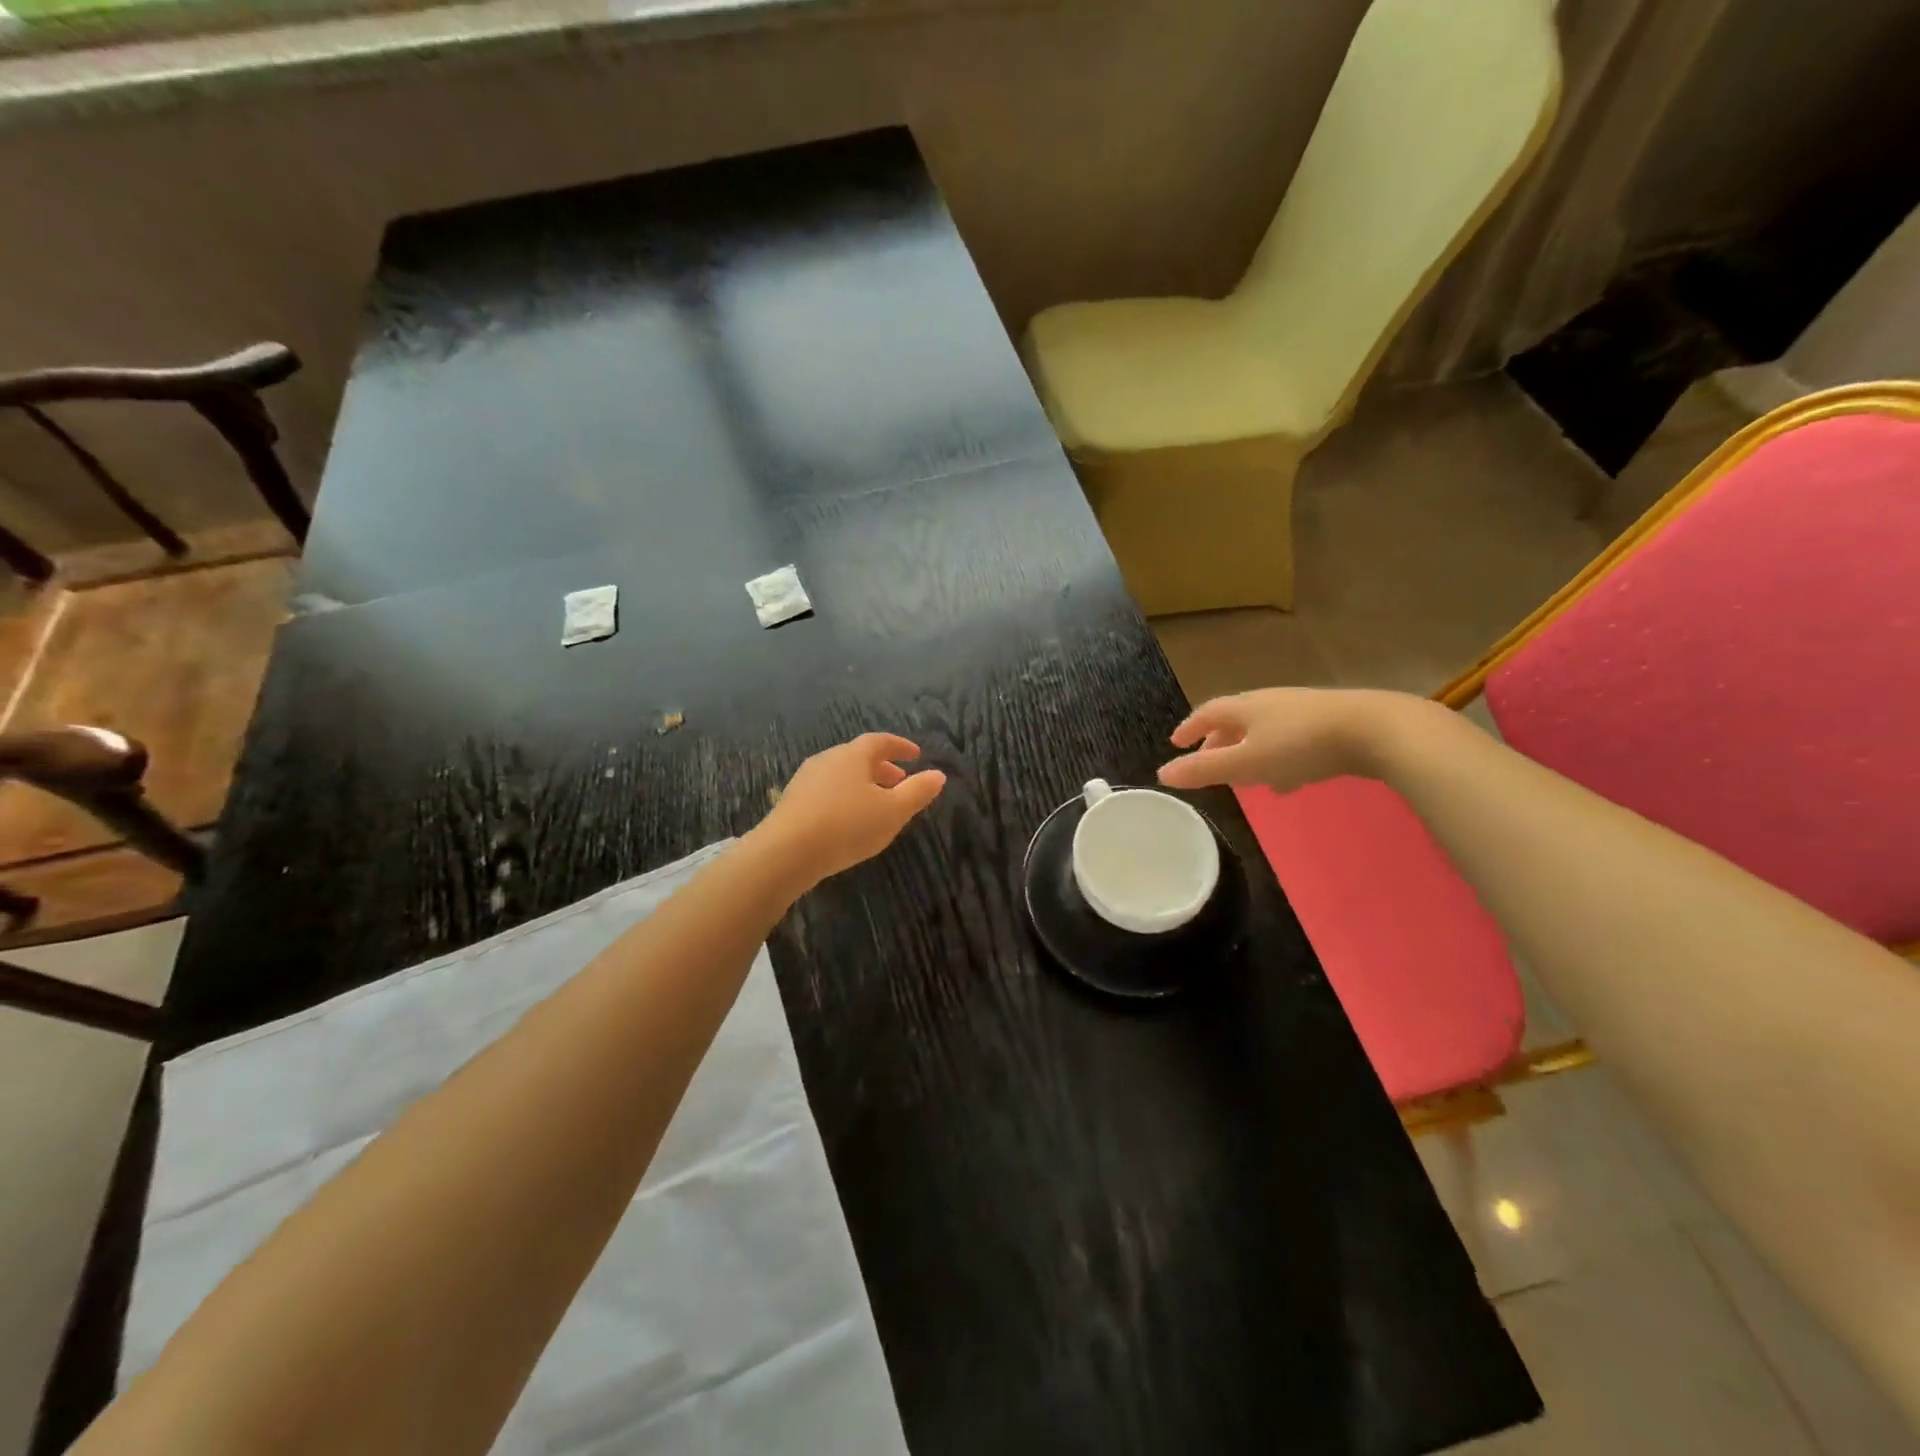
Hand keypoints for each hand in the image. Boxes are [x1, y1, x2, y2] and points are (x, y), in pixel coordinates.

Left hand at [757, 734, 946, 888]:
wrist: (787, 852)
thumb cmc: (848, 826)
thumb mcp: (892, 811)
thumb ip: (917, 792)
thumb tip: (938, 774)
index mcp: (853, 755)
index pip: (880, 741)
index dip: (900, 746)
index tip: (916, 754)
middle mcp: (828, 759)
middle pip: (858, 756)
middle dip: (882, 766)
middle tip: (899, 780)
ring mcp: (806, 779)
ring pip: (841, 774)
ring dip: (862, 782)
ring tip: (876, 802)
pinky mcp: (791, 801)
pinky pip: (826, 790)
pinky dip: (844, 796)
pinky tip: (847, 818)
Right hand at [1157, 688, 1417, 792]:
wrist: (1375, 730)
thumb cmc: (1300, 745)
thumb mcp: (1247, 762)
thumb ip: (1205, 770)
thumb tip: (1162, 773)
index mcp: (1245, 707)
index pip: (1207, 713)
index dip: (1190, 728)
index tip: (1176, 743)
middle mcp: (1269, 702)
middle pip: (1235, 721)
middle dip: (1219, 743)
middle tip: (1208, 763)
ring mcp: (1301, 711)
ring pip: (1264, 732)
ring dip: (1249, 753)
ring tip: (1245, 778)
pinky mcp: (1328, 724)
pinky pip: (1290, 741)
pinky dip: (1278, 759)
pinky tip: (1289, 781)